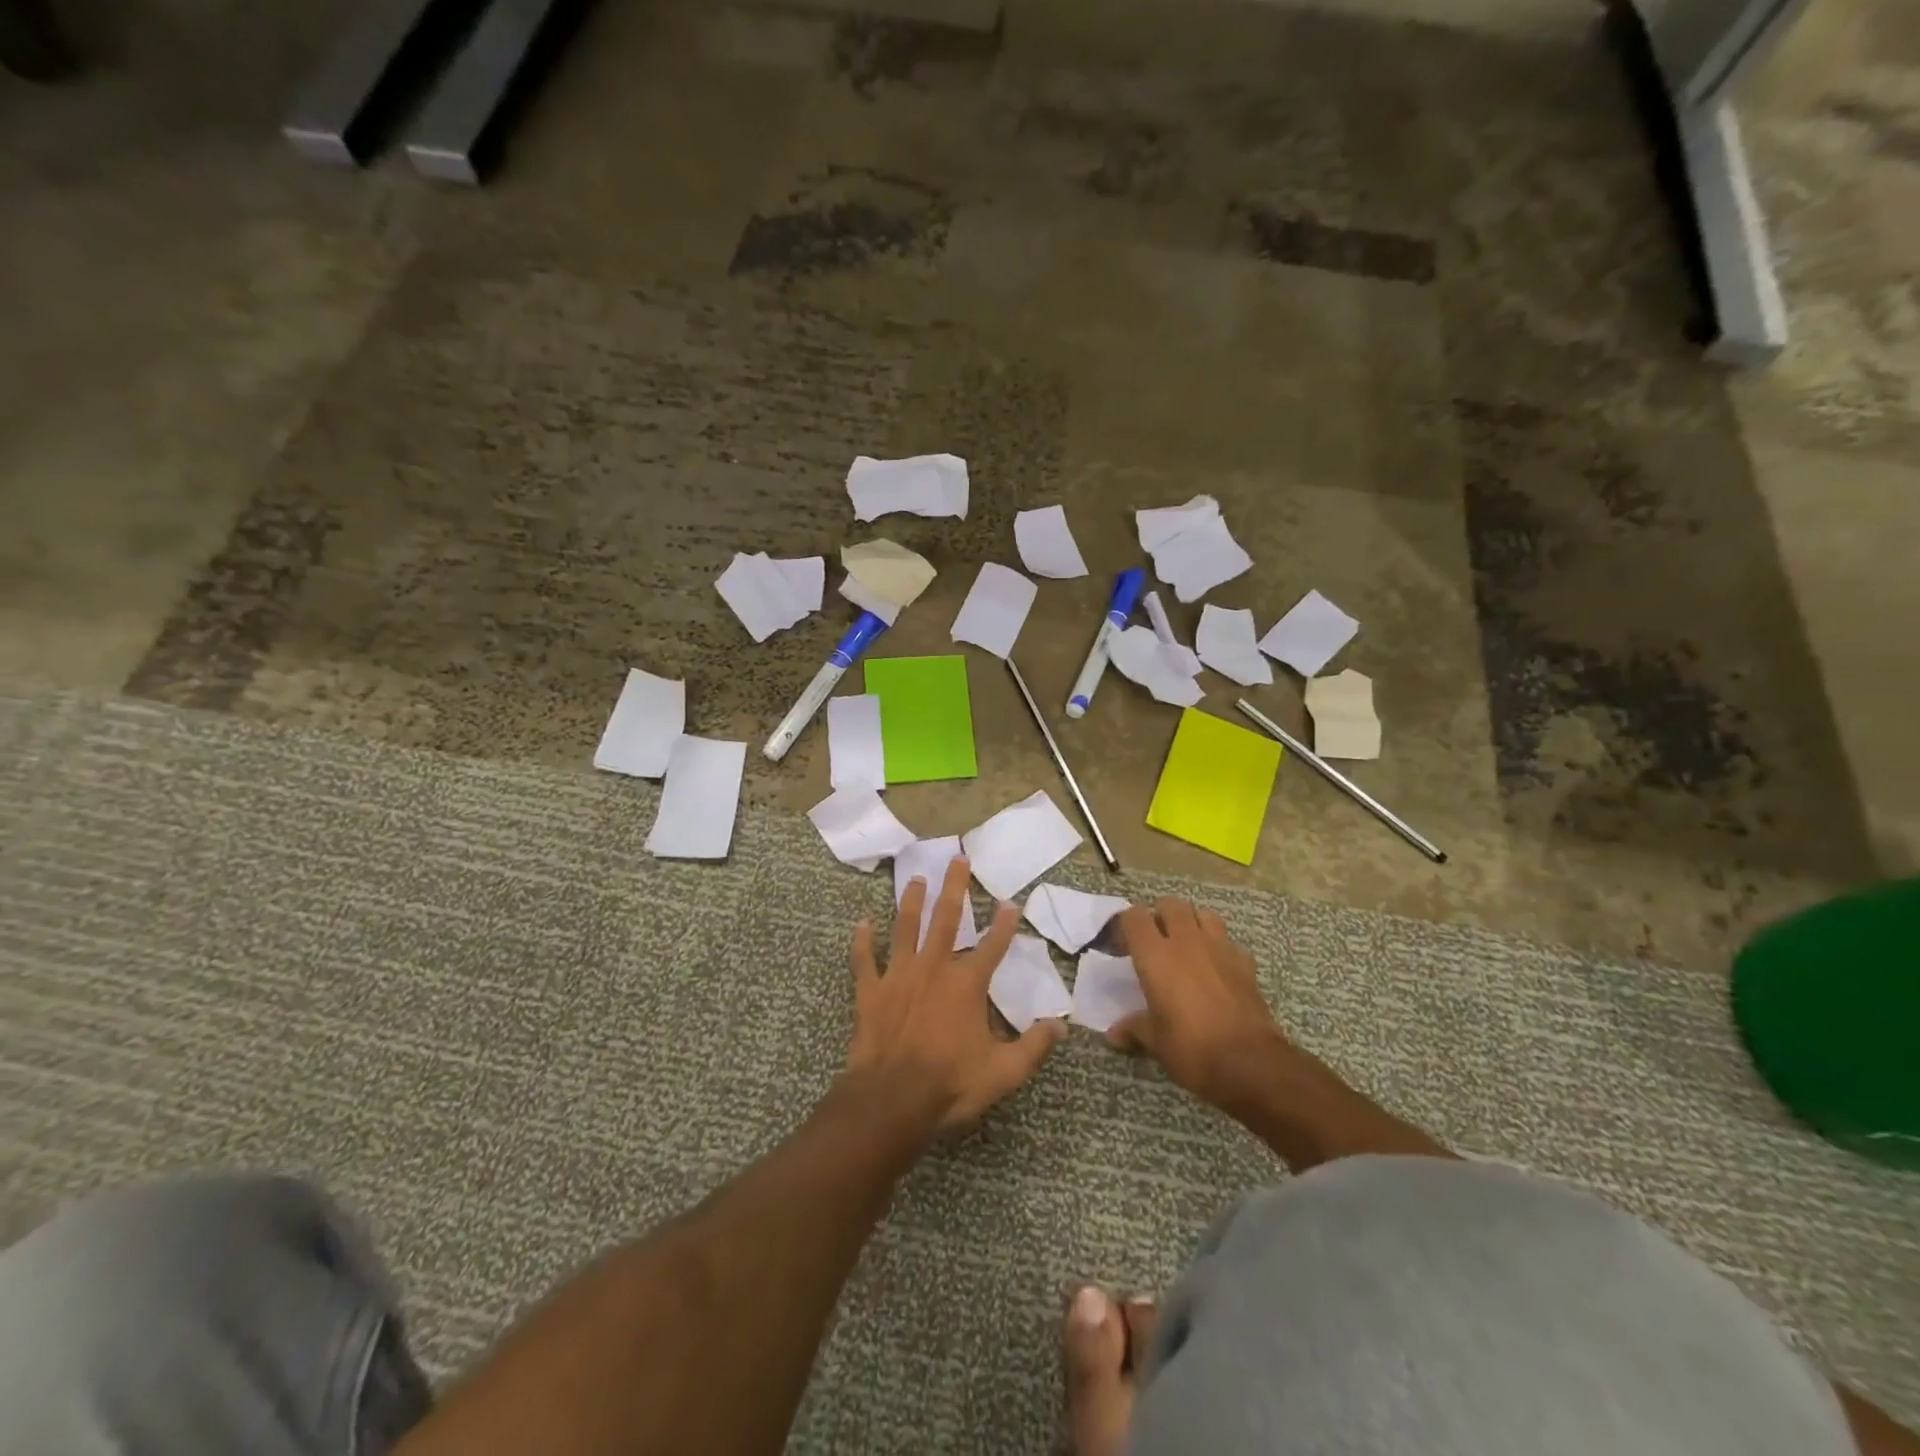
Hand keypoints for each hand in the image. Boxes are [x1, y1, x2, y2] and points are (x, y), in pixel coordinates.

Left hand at [845, 855, 1064, 1132]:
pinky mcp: (870, 991)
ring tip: (917, 879)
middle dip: (954, 887)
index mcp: (967, 984)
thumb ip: (1034, 1047)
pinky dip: (862, 942)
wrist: (892, 1099)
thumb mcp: (1004, 1072)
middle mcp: (933, 968)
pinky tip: (862, 923)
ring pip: (905, 928)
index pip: (993, 946)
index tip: (1011, 902)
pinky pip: (864, 960)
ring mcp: (899, 976)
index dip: (1005, 924)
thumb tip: (1061, 1026)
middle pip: (946, 918)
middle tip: (957, 858)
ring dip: (911, 901)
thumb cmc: (950, 1084)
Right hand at [1112, 898, 1293, 1113]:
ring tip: (1187, 945)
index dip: (1126, 924)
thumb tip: (1114, 1035)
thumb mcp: (1156, 1042)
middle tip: (1155, 940)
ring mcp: (1220, 948)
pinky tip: (1217, 968)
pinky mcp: (1246, 963)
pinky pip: (1229, 942)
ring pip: (1203, 914)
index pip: (1134, 916)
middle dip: (1160, 915)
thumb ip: (1134, 1029)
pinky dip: (1221, 948)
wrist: (1250, 1063)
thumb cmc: (1191, 1049)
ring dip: (1192, 923)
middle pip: (1171, 904)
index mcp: (1156, 955)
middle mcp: (1186, 942)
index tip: (1123, 944)